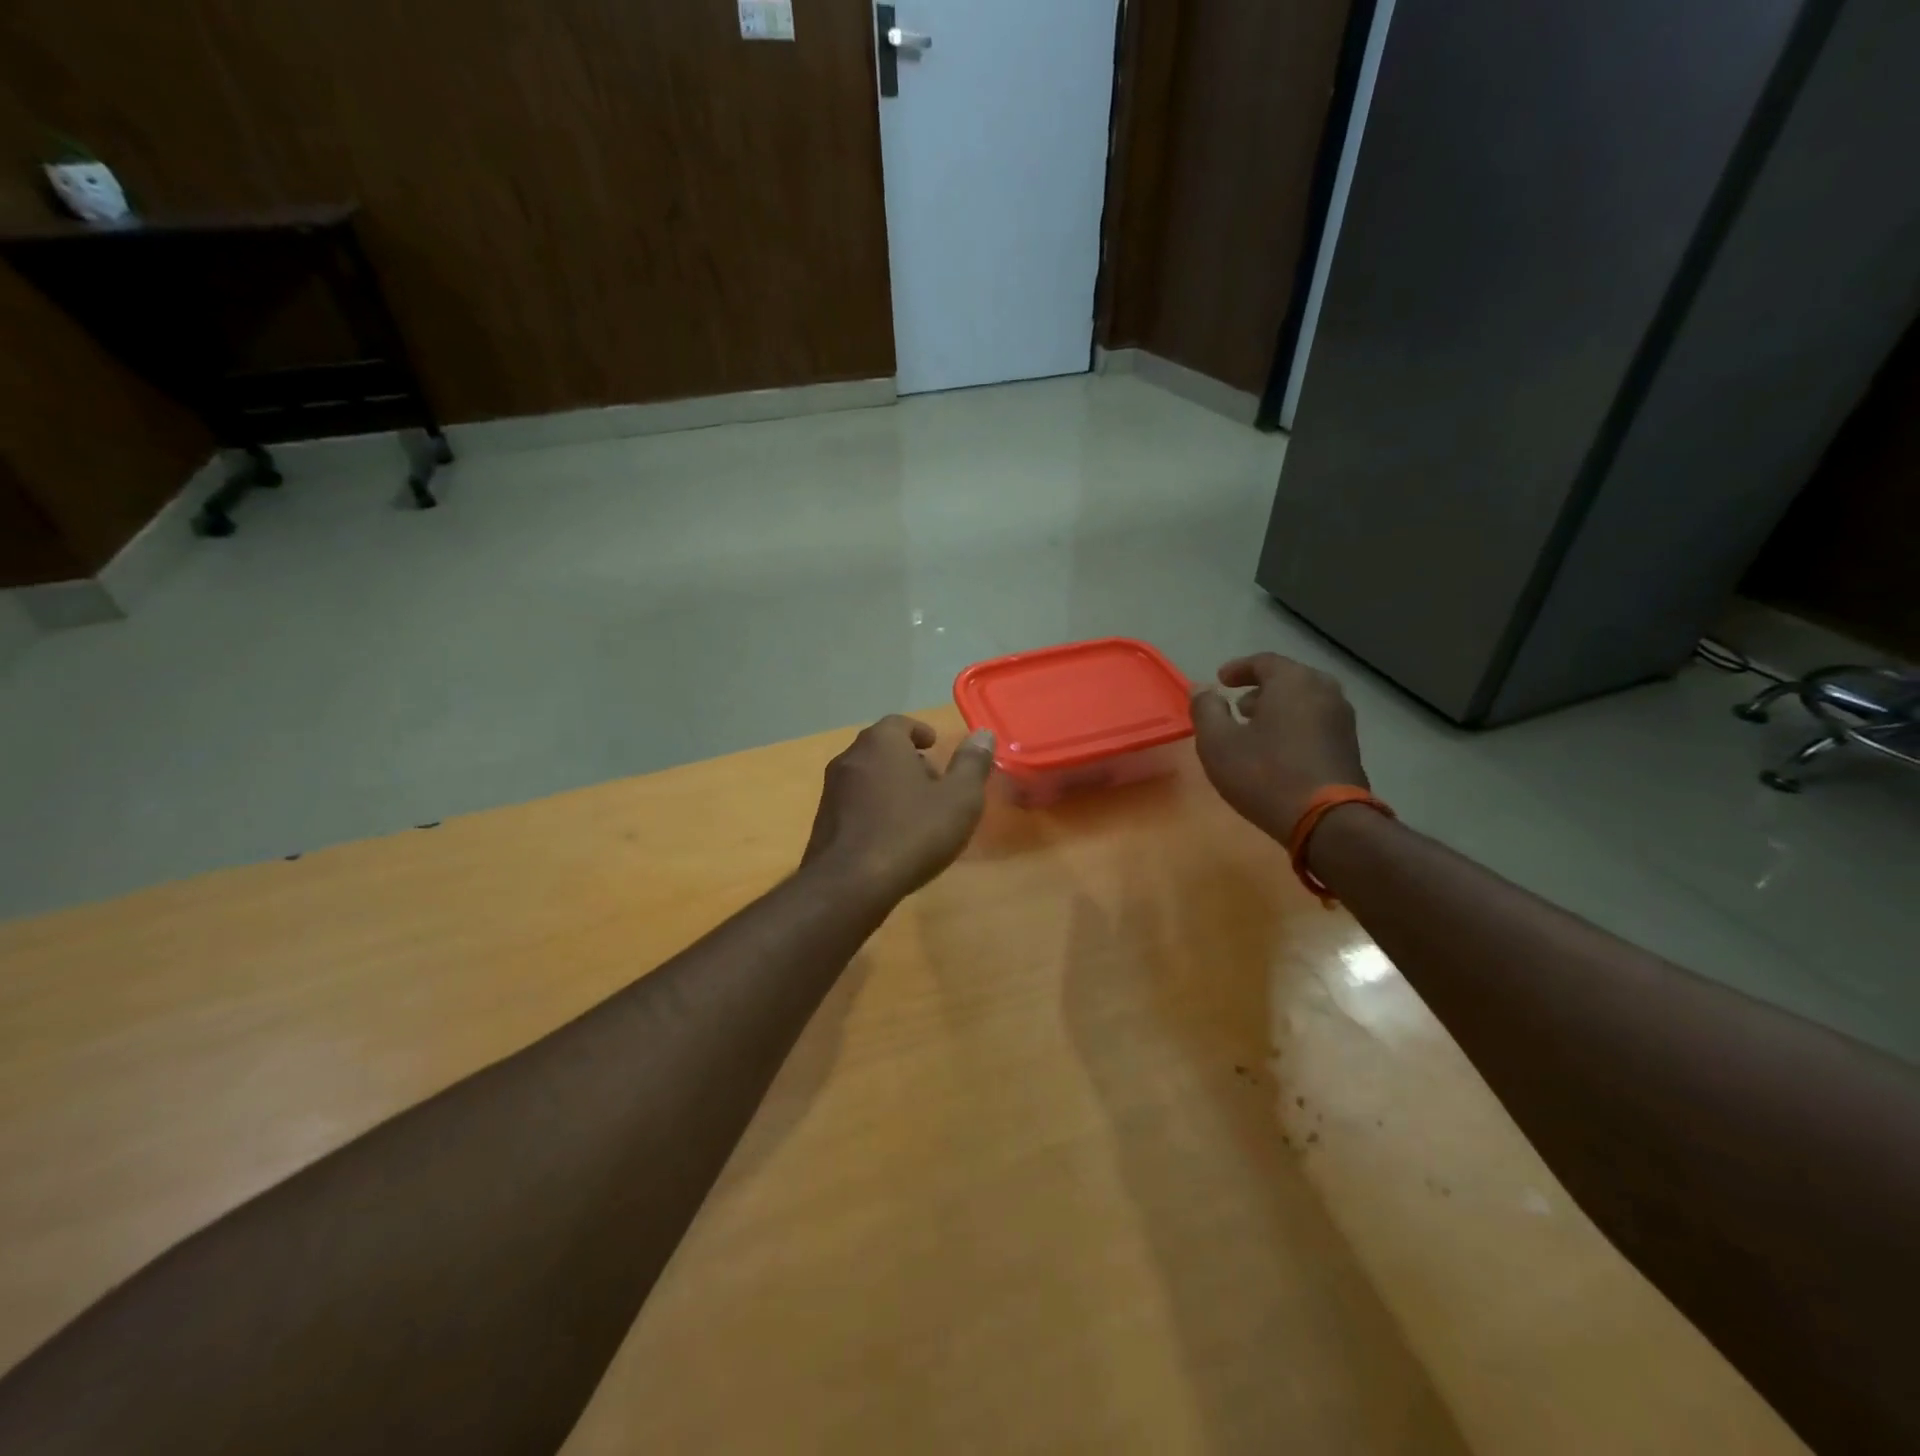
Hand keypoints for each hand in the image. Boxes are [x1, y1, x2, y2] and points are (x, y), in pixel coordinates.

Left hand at [801, 716, 996, 902]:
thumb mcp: (959, 799)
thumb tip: (983, 734)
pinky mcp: (823, 821)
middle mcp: (850, 757)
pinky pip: (854, 803)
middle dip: (907, 759)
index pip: (900, 723)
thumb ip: (972, 764)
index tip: (934, 746)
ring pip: (867, 776)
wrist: (850, 883)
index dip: (920, 732)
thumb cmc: (912, 832)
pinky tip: (891, 835)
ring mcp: (832, 790)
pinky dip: (874, 808)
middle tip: (932, 780)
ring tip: (915, 810)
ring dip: (890, 784)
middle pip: (881, 748)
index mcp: (881, 743)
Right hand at [1190, 654, 1367, 842]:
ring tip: (1255, 729)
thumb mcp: (1218, 743)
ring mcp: (1342, 718)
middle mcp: (1324, 690)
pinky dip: (1294, 725)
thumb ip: (1206, 710)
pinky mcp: (1350, 745)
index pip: (1263, 661)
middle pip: (1288, 679)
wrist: (1327, 820)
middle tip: (1237, 706)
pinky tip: (1278, 750)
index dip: (1238, 669)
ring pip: (1304, 701)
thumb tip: (1202, 689)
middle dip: (1260, 689)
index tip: (1221, 681)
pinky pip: (1316, 722)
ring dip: (1278, 709)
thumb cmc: (1264, 774)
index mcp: (1293, 681)